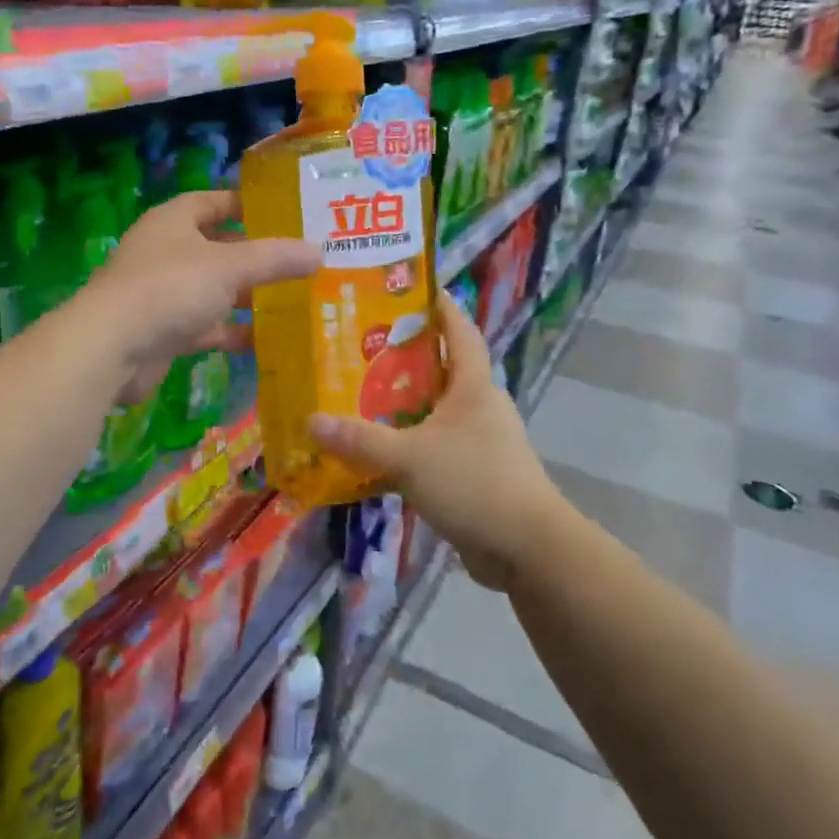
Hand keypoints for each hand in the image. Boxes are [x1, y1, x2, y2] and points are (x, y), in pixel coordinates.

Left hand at [85, 191, 319, 401]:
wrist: (112, 349)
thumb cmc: (170, 289)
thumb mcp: (230, 266)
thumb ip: (275, 259)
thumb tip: (318, 251)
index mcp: (174, 221)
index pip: (214, 202)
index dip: (247, 204)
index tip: (285, 214)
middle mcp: (166, 252)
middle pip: (218, 248)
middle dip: (255, 256)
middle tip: (299, 262)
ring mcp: (163, 293)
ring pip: (214, 290)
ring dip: (246, 296)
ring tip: (293, 300)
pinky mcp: (164, 331)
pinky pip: (206, 326)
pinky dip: (231, 331)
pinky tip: (265, 341)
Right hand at [309, 292, 570, 591]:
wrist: (527, 550)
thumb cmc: (474, 483)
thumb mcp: (410, 457)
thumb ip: (359, 440)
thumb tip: (311, 421)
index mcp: (473, 386)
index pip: (459, 330)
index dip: (439, 306)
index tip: (408, 288)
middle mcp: (478, 406)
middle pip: (440, 369)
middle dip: (403, 356)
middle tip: (357, 345)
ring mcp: (478, 442)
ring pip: (433, 411)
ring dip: (401, 404)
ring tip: (356, 394)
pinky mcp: (472, 474)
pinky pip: (432, 447)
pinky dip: (406, 445)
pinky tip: (374, 452)